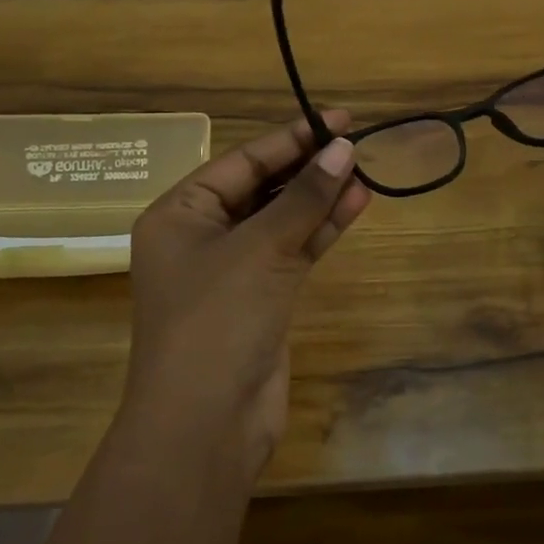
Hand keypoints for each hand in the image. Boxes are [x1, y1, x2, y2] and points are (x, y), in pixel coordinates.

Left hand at [123, 112, 369, 483]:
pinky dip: (321, 230)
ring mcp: (232, 269)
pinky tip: (355, 205)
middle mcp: (202, 236)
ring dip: (320, 197)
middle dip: (308, 167)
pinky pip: (293, 250)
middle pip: (262, 187)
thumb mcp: (261, 248)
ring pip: (282, 219)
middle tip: (355, 143)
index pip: (243, 161)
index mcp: (180, 213)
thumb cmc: (218, 320)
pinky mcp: (261, 297)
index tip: (338, 119)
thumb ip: (305, 197)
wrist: (206, 424)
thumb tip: (343, 148)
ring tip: (364, 171)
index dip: (292, 137)